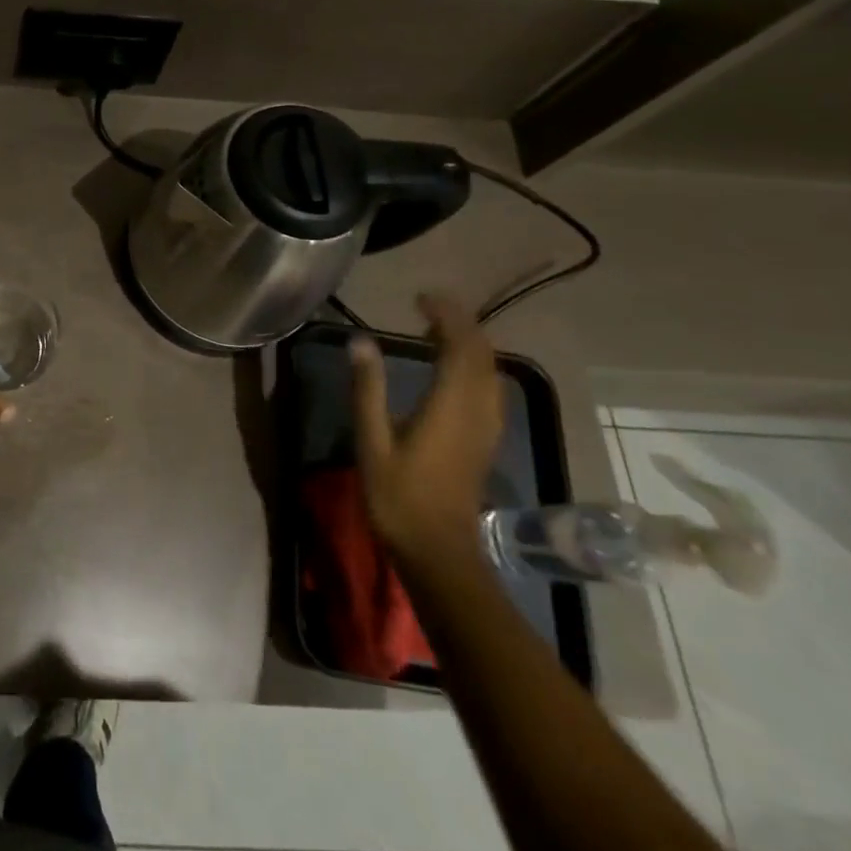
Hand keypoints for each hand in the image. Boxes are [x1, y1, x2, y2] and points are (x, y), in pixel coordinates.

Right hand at [353, 292, 504, 565]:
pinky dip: (474, 366)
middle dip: (460, 323)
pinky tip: (450, 371)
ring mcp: (487, 427)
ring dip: (470, 343)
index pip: (462, 345)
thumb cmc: (399, 496)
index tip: (421, 298)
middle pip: (483, 353)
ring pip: (491, 371)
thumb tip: (360, 341)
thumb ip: (367, 388)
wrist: (439, 552)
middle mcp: (477, 409)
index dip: (447, 315)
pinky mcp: (485, 440)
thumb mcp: (372, 440)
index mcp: (451, 405)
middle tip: (427, 308)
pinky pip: (489, 388)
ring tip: (435, 333)